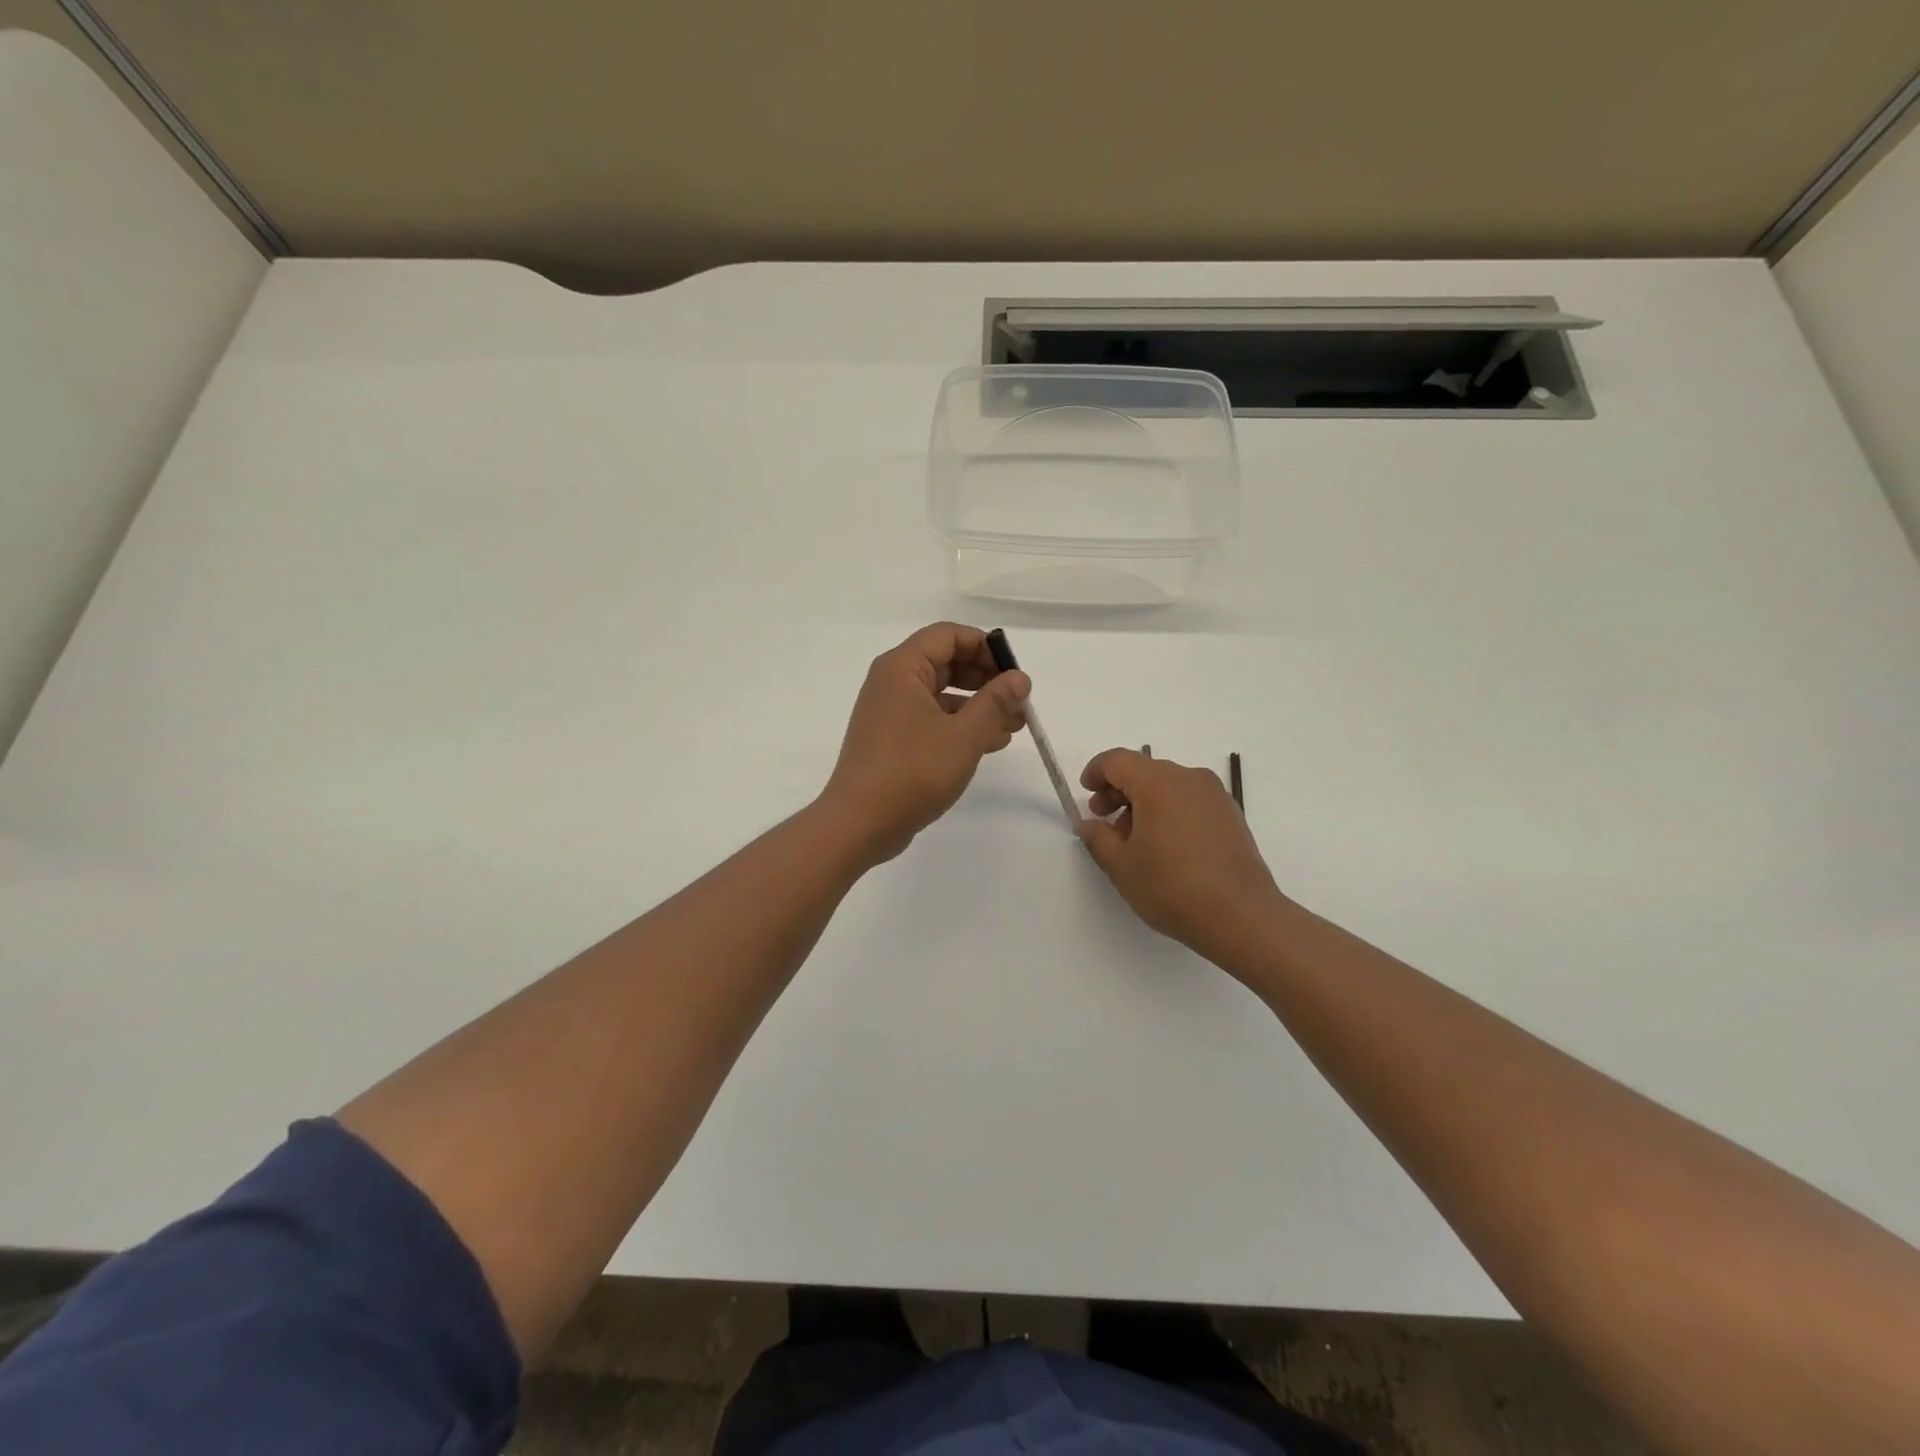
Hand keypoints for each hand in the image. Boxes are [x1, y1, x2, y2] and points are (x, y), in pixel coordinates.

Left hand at [819, 623, 1030, 863]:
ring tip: (1014, 727)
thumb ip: (995, 703)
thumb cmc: (911, 773)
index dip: (985, 647)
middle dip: (986, 680)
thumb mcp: (963, 736)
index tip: (1014, 674)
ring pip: (942, 694)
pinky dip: (961, 726)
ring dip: (979, 706)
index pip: (948, 635)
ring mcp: (890, 712)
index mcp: (902, 668)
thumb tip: (1020, 678)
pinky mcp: (893, 739)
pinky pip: (932, 719)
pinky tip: (991, 744)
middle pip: (946, 662)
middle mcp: (892, 682)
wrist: (859, 824)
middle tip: (1018, 702)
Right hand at [1075, 749, 1289, 968]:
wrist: (1242, 917)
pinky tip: (1164, 846)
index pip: (1117, 761)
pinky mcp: (1230, 814)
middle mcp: (1189, 779)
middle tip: (1103, 821)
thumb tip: (1089, 824)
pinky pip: (1189, 800)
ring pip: (1167, 785)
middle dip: (1118, 791)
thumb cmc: (1173, 888)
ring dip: (1143, 802)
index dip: (1095, 772)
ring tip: (1134, 840)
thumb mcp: (1122, 866)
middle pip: (1144, 770)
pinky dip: (1168, 810)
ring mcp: (1214, 795)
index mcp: (1158, 783)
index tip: (1085, 794)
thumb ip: (1097, 838)